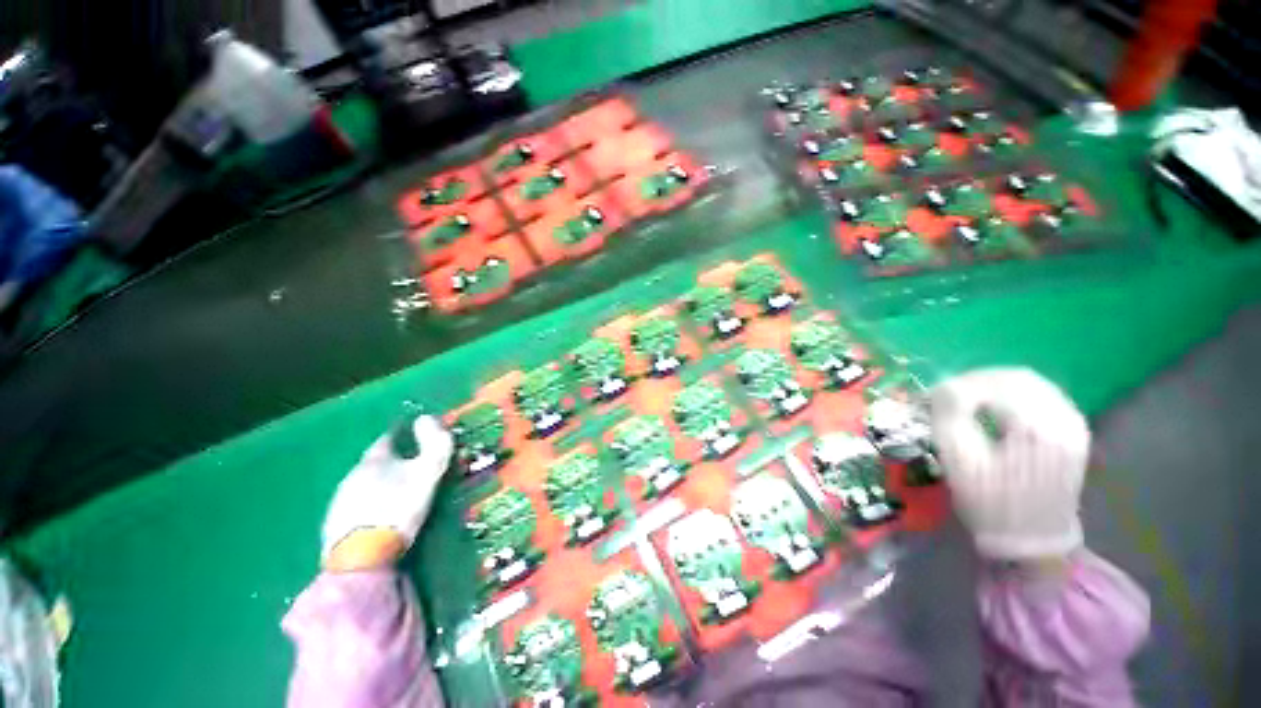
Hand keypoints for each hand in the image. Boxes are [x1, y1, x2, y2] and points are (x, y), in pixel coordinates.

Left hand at [321, 415, 454, 570]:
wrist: (362, 557)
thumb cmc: (399, 508)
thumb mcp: (428, 472)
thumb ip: (434, 443)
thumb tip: (427, 417)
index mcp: (374, 461)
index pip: (386, 439)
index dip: (400, 435)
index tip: (412, 436)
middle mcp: (351, 476)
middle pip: (372, 463)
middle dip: (389, 462)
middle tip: (409, 468)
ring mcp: (339, 502)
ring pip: (361, 485)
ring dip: (377, 484)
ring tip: (395, 493)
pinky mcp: (333, 526)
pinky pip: (354, 507)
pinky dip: (367, 505)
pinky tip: (377, 516)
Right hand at [930, 368, 1089, 561]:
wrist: (1033, 540)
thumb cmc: (990, 503)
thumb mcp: (958, 460)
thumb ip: (949, 415)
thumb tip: (944, 387)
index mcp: (1034, 428)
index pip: (992, 383)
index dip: (958, 385)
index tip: (935, 396)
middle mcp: (1062, 419)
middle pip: (1017, 378)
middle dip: (978, 381)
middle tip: (951, 395)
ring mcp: (1074, 426)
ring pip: (1034, 384)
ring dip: (998, 386)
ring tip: (973, 400)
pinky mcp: (1077, 433)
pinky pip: (1047, 397)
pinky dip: (1019, 396)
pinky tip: (1001, 409)